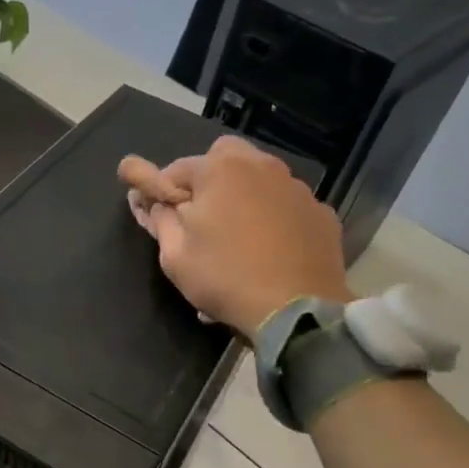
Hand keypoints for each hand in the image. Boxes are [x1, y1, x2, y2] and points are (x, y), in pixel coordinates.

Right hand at [118, 135, 349, 338]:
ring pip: (260, 177)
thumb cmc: (225, 278)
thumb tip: (148, 200)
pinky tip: (271, 246)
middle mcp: (260, 166)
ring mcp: (296, 188)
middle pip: (224, 156)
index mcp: (219, 170)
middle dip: (208, 178)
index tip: (156, 213)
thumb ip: (159, 219)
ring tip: (238, 232)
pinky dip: (274, 216)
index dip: (160, 191)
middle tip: (201, 215)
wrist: (296, 310)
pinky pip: (287, 204)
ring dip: (243, 194)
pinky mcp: (320, 213)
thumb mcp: (175, 255)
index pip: (175, 169)